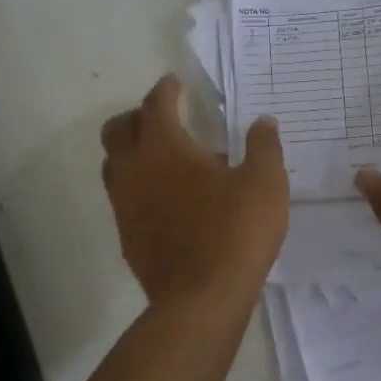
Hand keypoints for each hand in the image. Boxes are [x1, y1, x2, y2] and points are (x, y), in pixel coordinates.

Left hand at [102, 76, 289, 306]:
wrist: (201, 298)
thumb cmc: (236, 231)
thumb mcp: (265, 183)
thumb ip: (264, 146)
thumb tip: (263, 122)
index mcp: (164, 147)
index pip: (156, 104)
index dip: (166, 89)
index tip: (176, 82)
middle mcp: (134, 169)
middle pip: (118, 129)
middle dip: (138, 116)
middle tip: (163, 117)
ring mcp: (124, 205)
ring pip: (114, 164)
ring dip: (132, 152)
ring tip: (164, 158)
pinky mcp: (127, 236)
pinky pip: (124, 198)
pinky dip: (139, 187)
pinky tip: (167, 200)